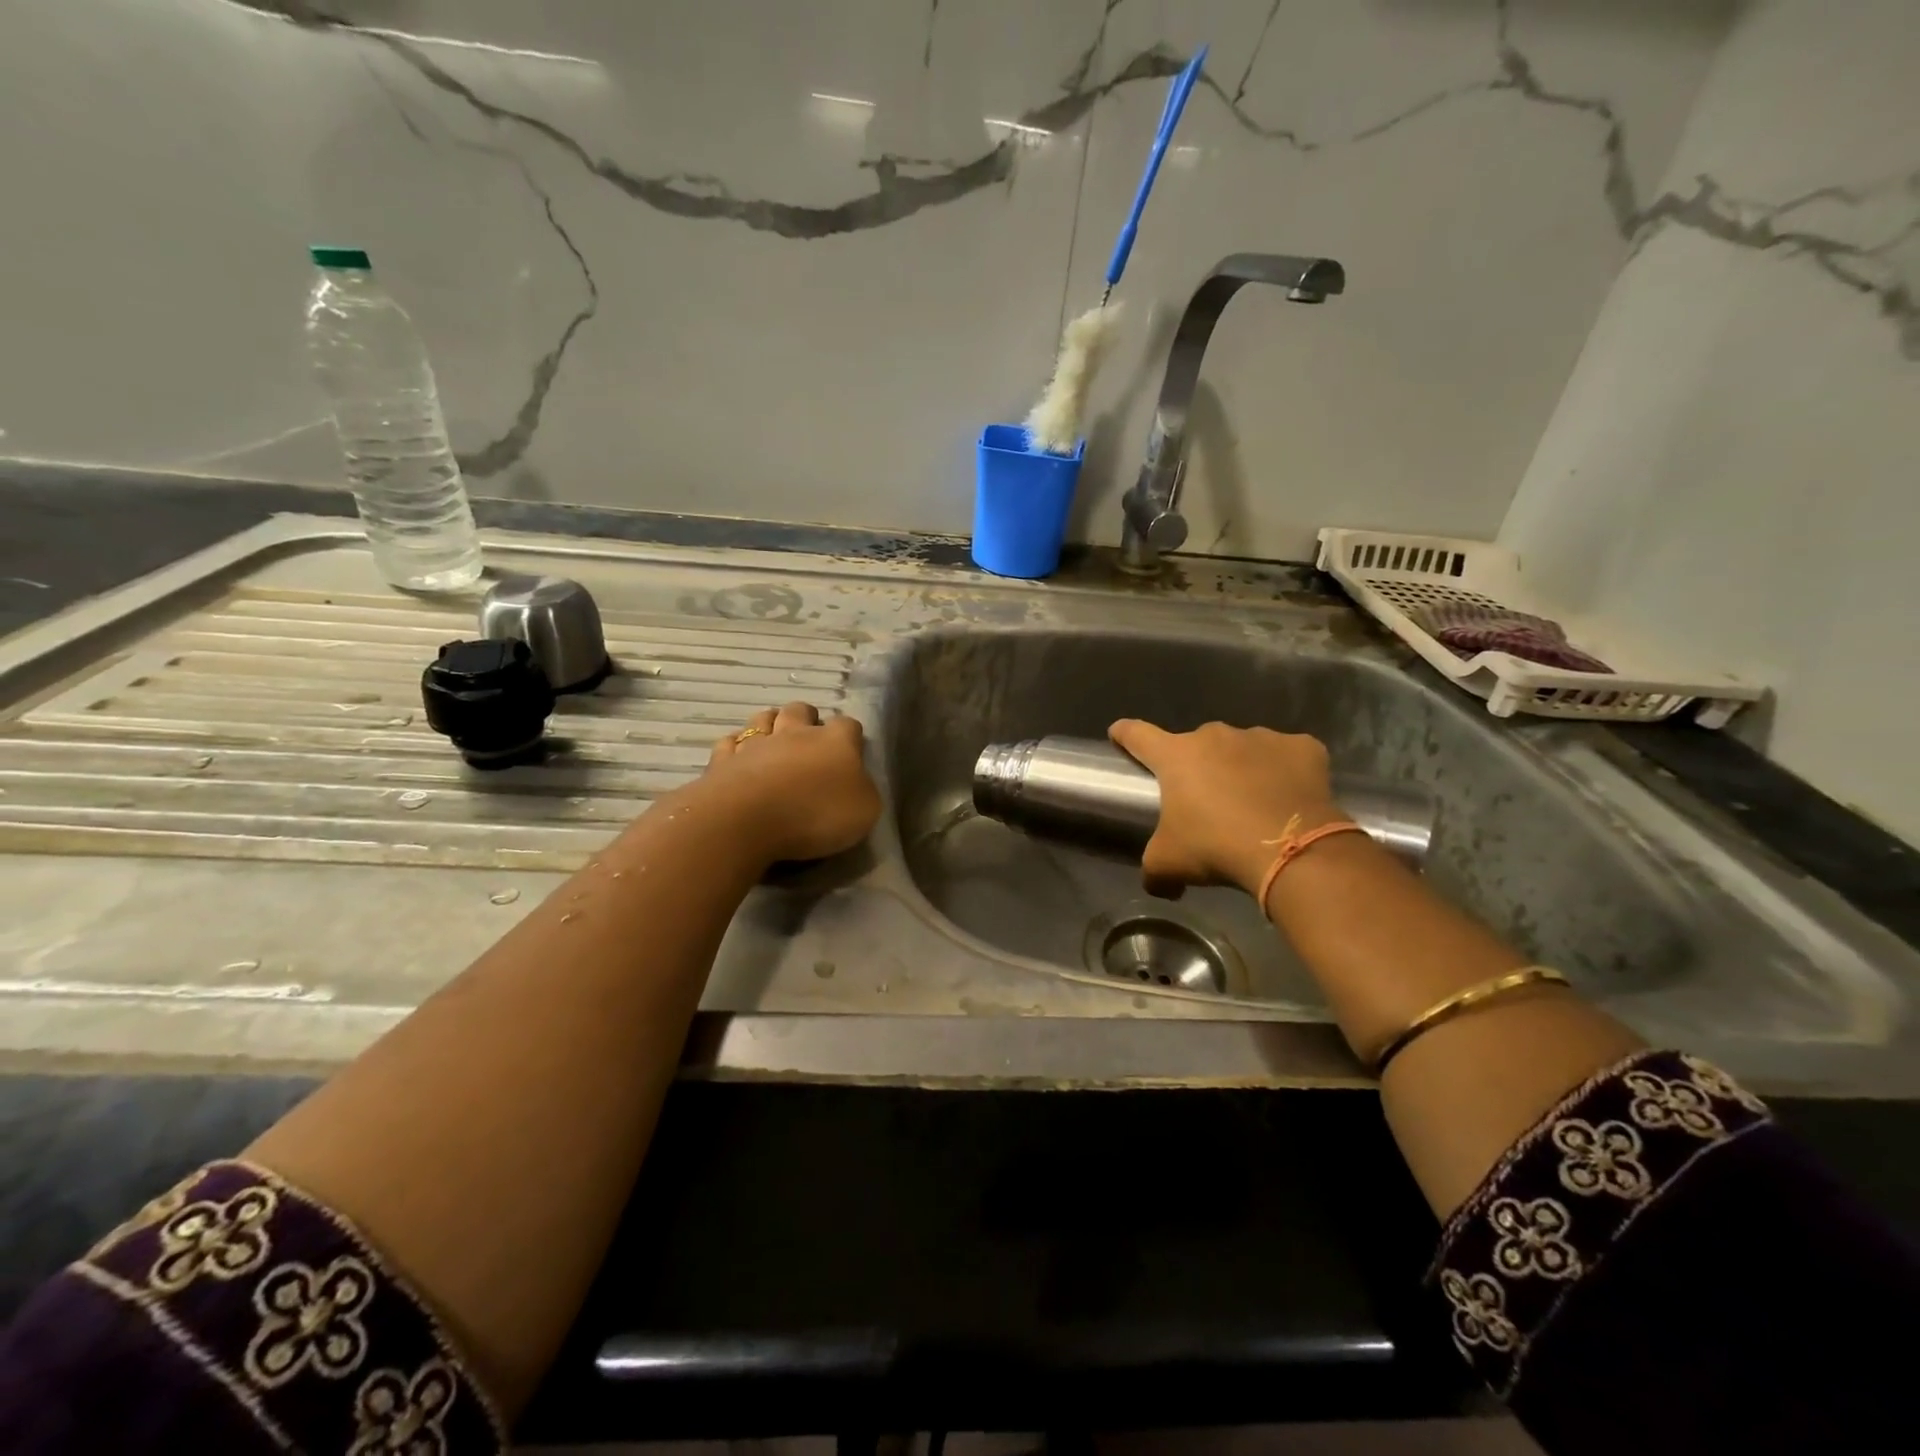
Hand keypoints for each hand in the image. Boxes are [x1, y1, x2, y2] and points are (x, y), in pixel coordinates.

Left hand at [696, 702, 880, 863]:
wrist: (747, 821)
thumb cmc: (815, 815)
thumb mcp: (864, 811)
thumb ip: (863, 790)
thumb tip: (856, 782)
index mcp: (835, 742)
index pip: (849, 725)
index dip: (851, 737)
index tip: (852, 753)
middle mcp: (795, 733)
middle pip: (801, 710)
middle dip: (806, 719)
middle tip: (809, 741)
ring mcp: (755, 743)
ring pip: (763, 718)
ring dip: (770, 725)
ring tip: (774, 742)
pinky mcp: (723, 760)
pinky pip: (730, 744)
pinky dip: (736, 748)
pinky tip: (740, 760)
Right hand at [1108, 719, 1343, 897]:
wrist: (1291, 850)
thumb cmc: (1215, 847)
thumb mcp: (1169, 864)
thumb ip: (1153, 870)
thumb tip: (1159, 886)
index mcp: (1176, 756)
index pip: (1138, 735)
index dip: (1125, 734)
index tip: (1119, 733)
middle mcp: (1215, 736)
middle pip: (1197, 745)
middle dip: (1198, 767)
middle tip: (1206, 802)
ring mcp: (1262, 737)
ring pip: (1243, 749)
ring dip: (1241, 768)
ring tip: (1252, 804)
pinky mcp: (1303, 747)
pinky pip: (1287, 756)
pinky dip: (1285, 771)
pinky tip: (1289, 798)